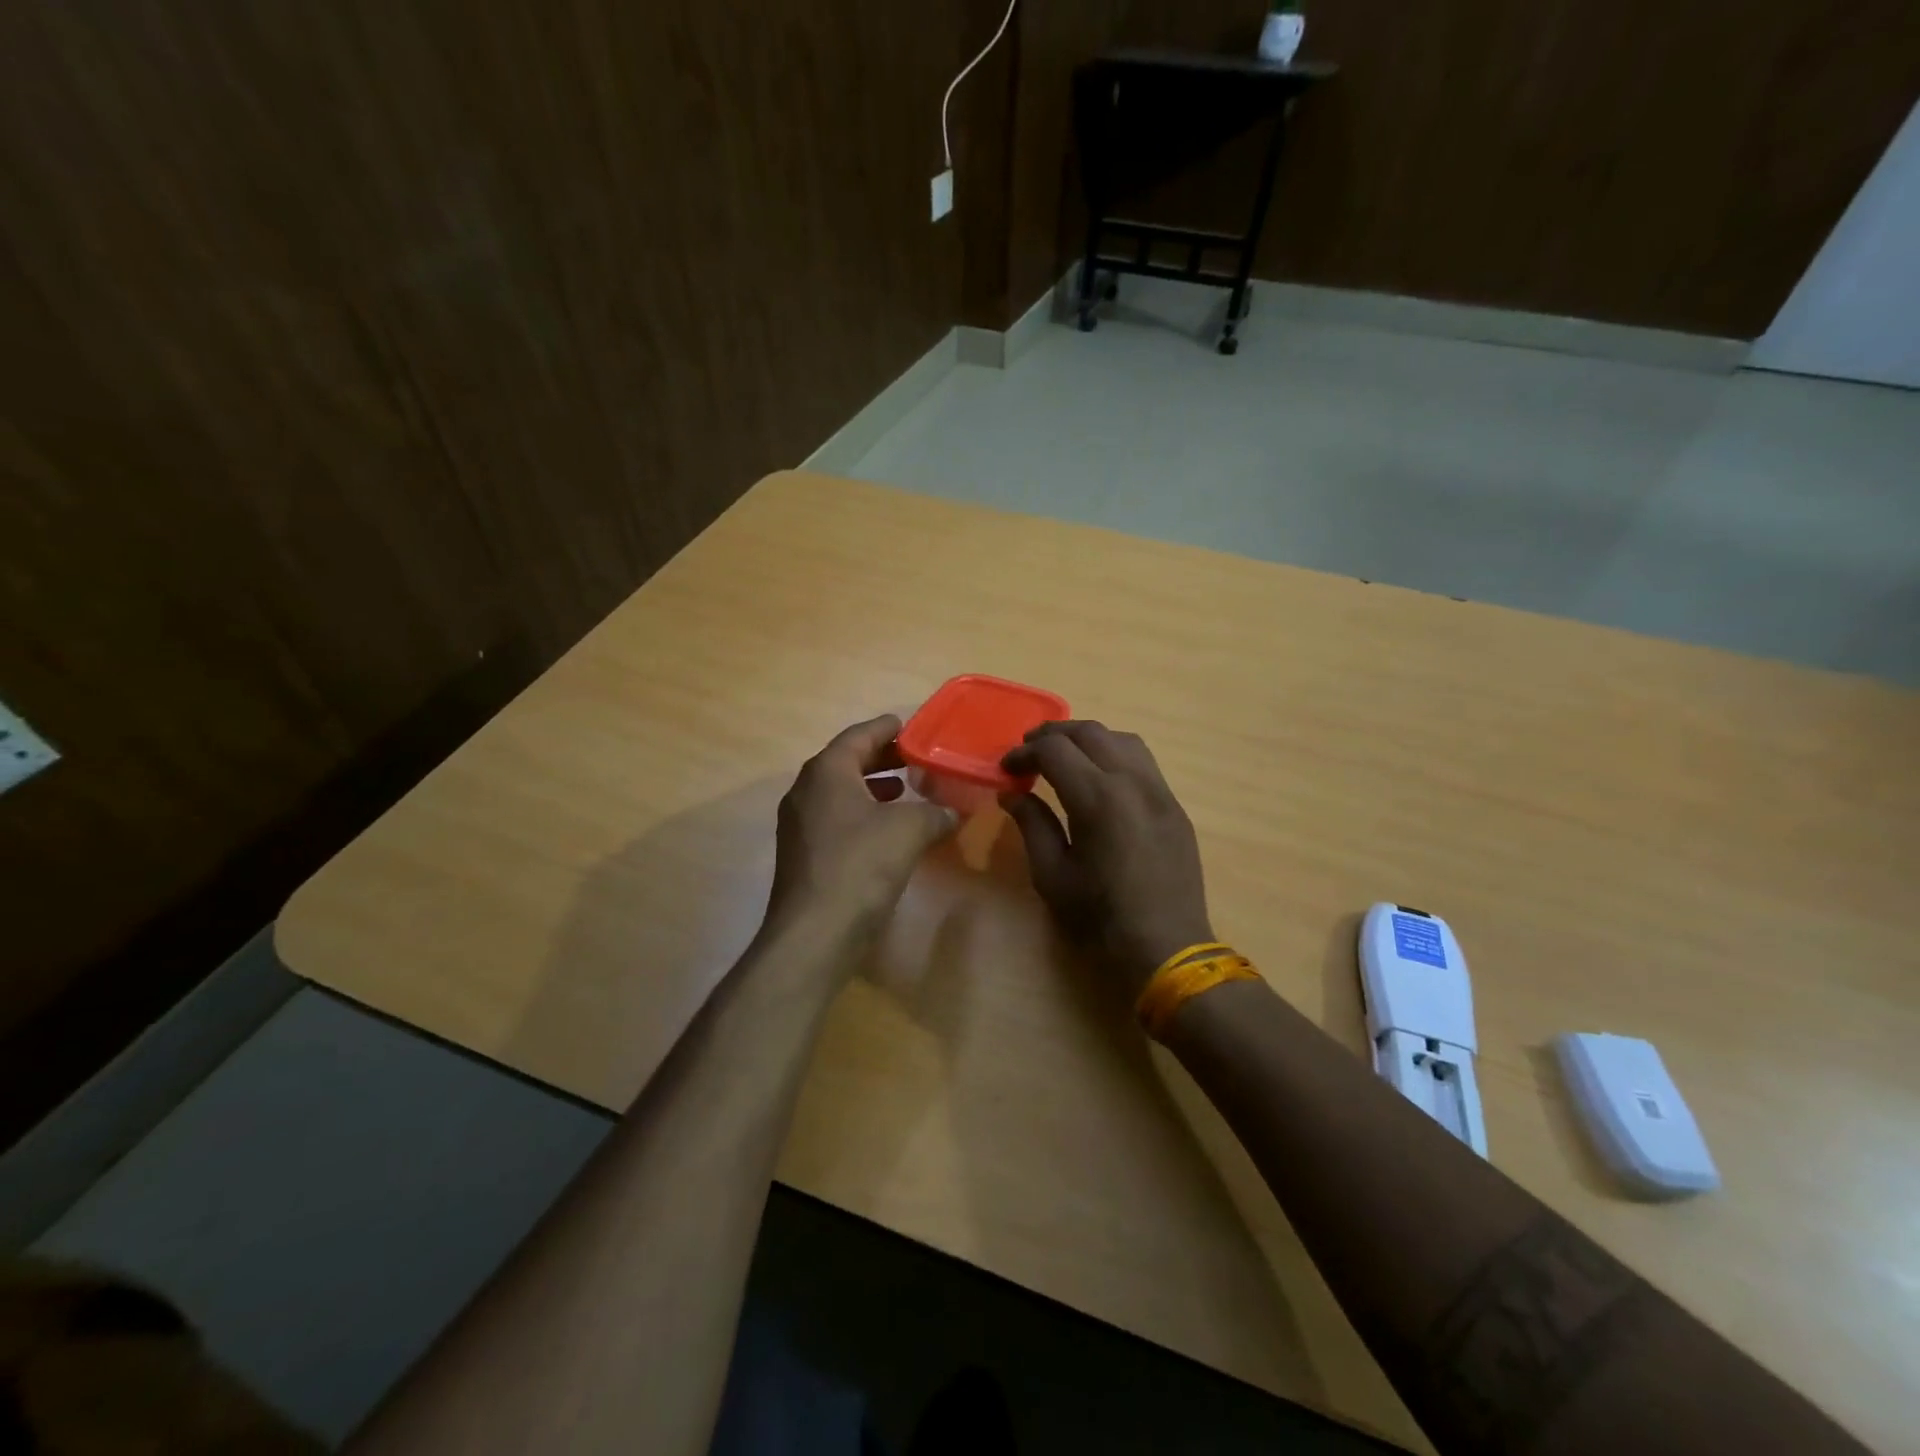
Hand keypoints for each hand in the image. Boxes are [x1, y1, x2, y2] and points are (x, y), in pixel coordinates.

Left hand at [764, 715, 959, 941]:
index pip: (859, 736)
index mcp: (827, 772)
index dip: (886, 729)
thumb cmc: (860, 866)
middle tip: (914, 757)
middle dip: (882, 759)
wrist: (814, 933)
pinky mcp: (804, 855)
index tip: (909, 725)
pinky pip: (837, 820)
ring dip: (873, 788)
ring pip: (841, 793)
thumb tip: (954, 811)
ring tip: (905, 790)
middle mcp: (806, 791)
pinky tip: (889, 831)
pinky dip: (864, 815)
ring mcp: (800, 825)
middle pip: (847, 762)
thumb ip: (935, 812)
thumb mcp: (909, 830)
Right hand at [1001, 721, 1214, 996]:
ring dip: (1087, 739)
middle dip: (1053, 734)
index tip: (1007, 769)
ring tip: (1065, 758)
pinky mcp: (1174, 806)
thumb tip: (1011, 793)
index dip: (1024, 753)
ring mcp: (1160, 791)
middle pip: (1090, 732)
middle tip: (1028, 751)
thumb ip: (1032, 824)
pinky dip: (1114, 755)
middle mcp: (1132, 782)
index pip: (1054, 750)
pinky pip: (1143, 762)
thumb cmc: (1100, 917)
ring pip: (1122, 739)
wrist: (1168, 947)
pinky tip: (1100, 779)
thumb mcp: (1052, 875)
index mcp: (1098, 798)